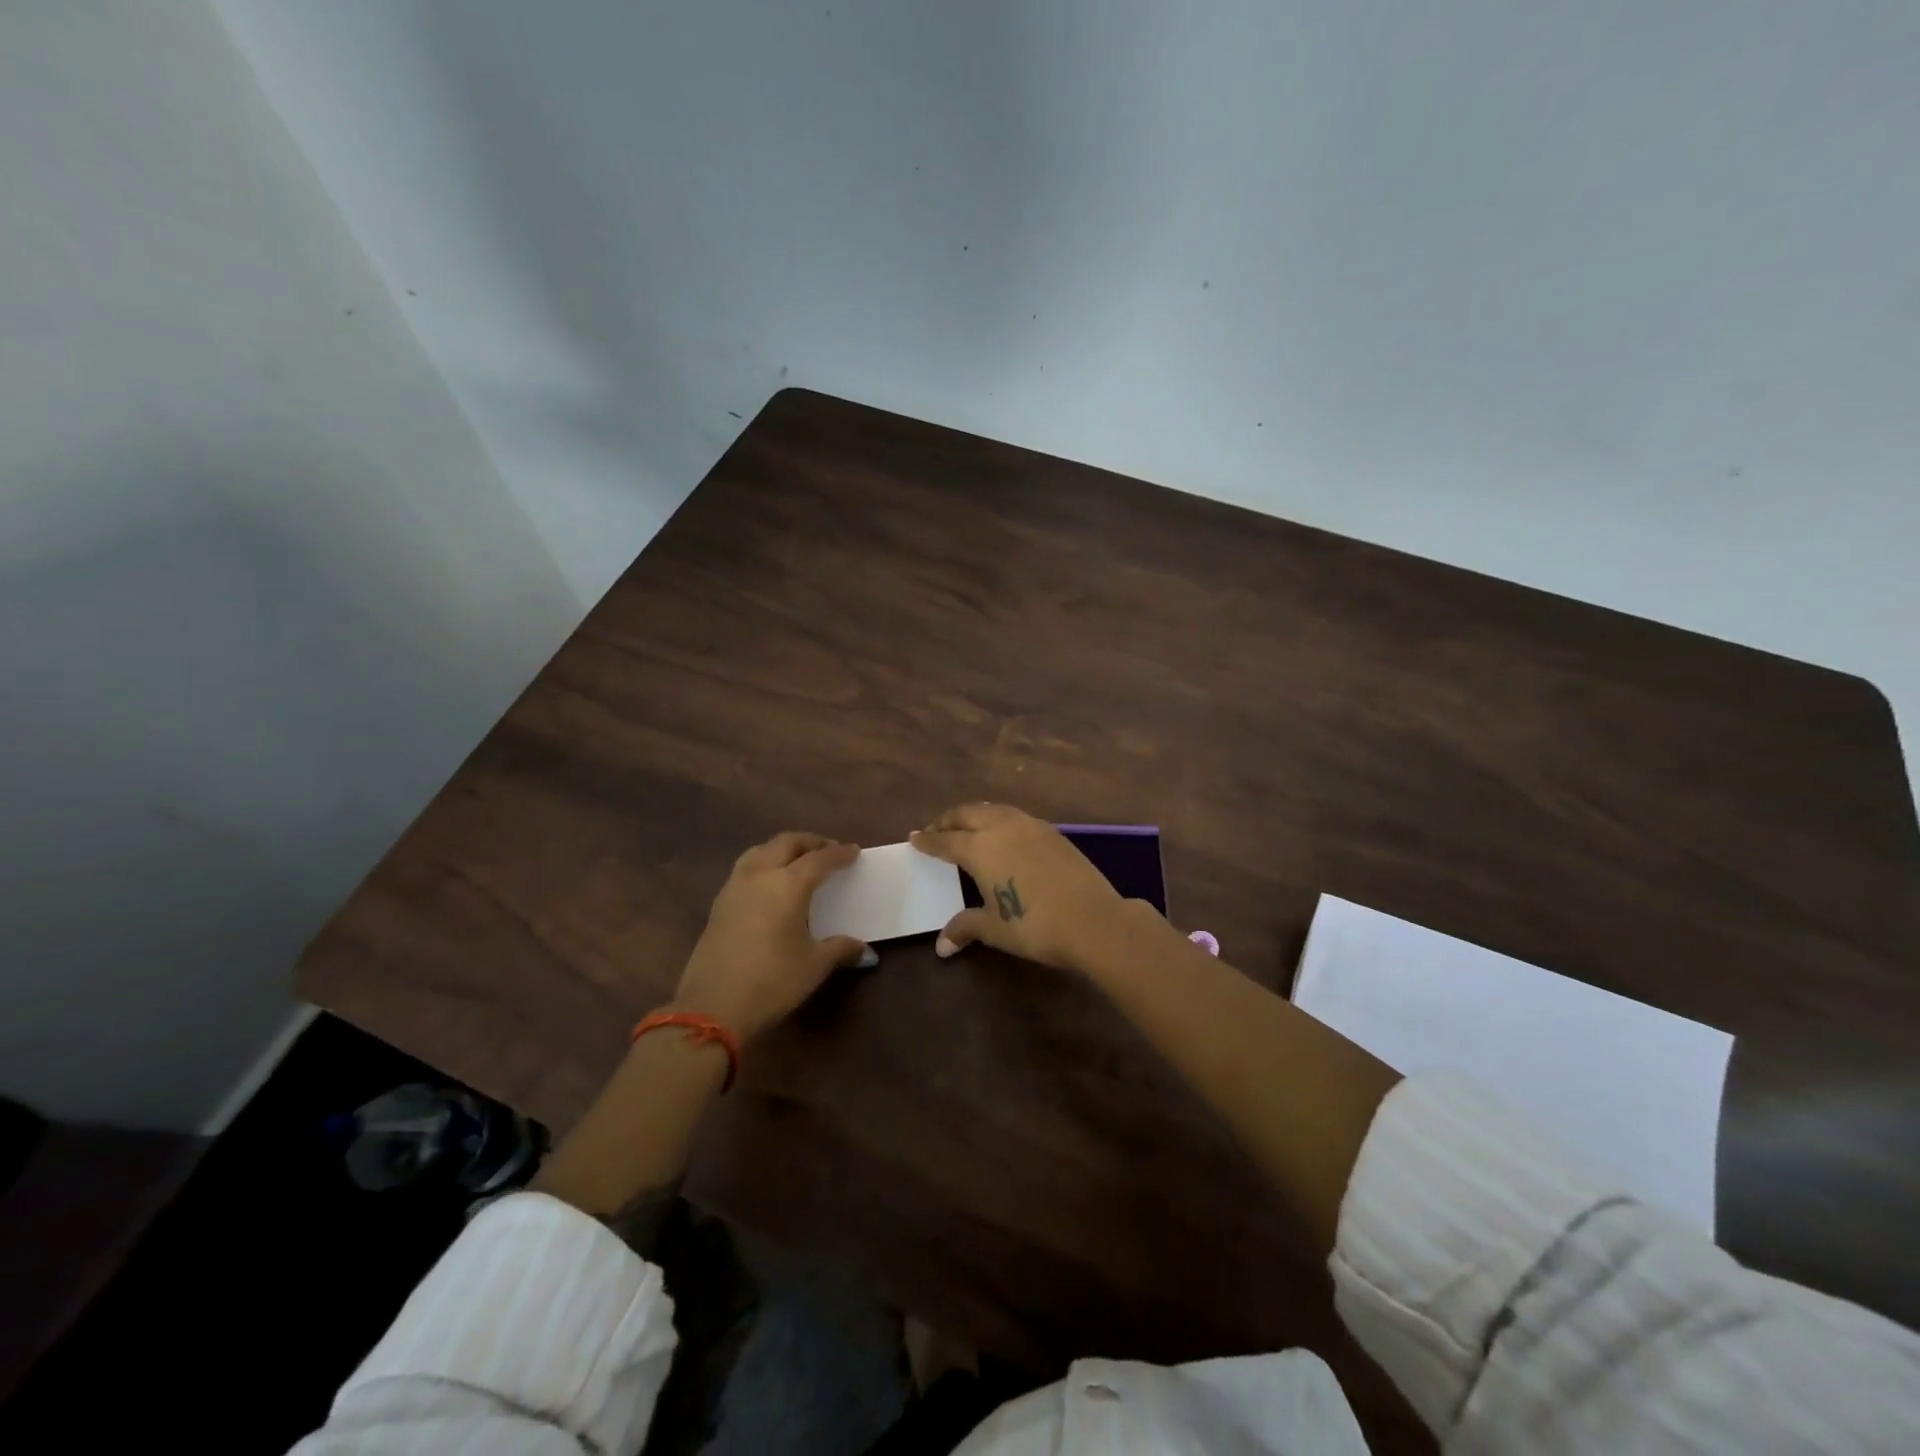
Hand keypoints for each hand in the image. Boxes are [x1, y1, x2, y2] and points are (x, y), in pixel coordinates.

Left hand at [671, 831, 873, 1042]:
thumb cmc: (772, 981)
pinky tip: (771, 885)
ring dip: (782, 849)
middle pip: (786, 843)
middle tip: (828, 850)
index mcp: (788, 884)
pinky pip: (745, 869)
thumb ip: (839, 949)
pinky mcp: (718, 905)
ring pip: (760, 851)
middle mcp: (760, 876)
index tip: (854, 852)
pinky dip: (764, 864)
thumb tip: (863, 949)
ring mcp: (734, 888)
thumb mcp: (814, 966)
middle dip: (809, 842)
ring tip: (797, 861)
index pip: (819, 859)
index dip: (839, 854)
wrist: (712, 1008)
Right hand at [910, 803, 1148, 971]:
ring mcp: (1030, 826)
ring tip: (968, 827)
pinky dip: (1000, 820)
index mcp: (980, 847)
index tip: (914, 838)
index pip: (945, 840)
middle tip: (937, 830)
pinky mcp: (1053, 832)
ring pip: (994, 810)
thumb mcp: (993, 928)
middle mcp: (1002, 827)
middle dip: (949, 820)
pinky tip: (1004, 835)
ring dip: (976, 815)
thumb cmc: (1033, 925)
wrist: (1092, 919)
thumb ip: (965, 928)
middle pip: (968, 814)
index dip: (928, 840)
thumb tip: (942, 946)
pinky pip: (1016, 817)